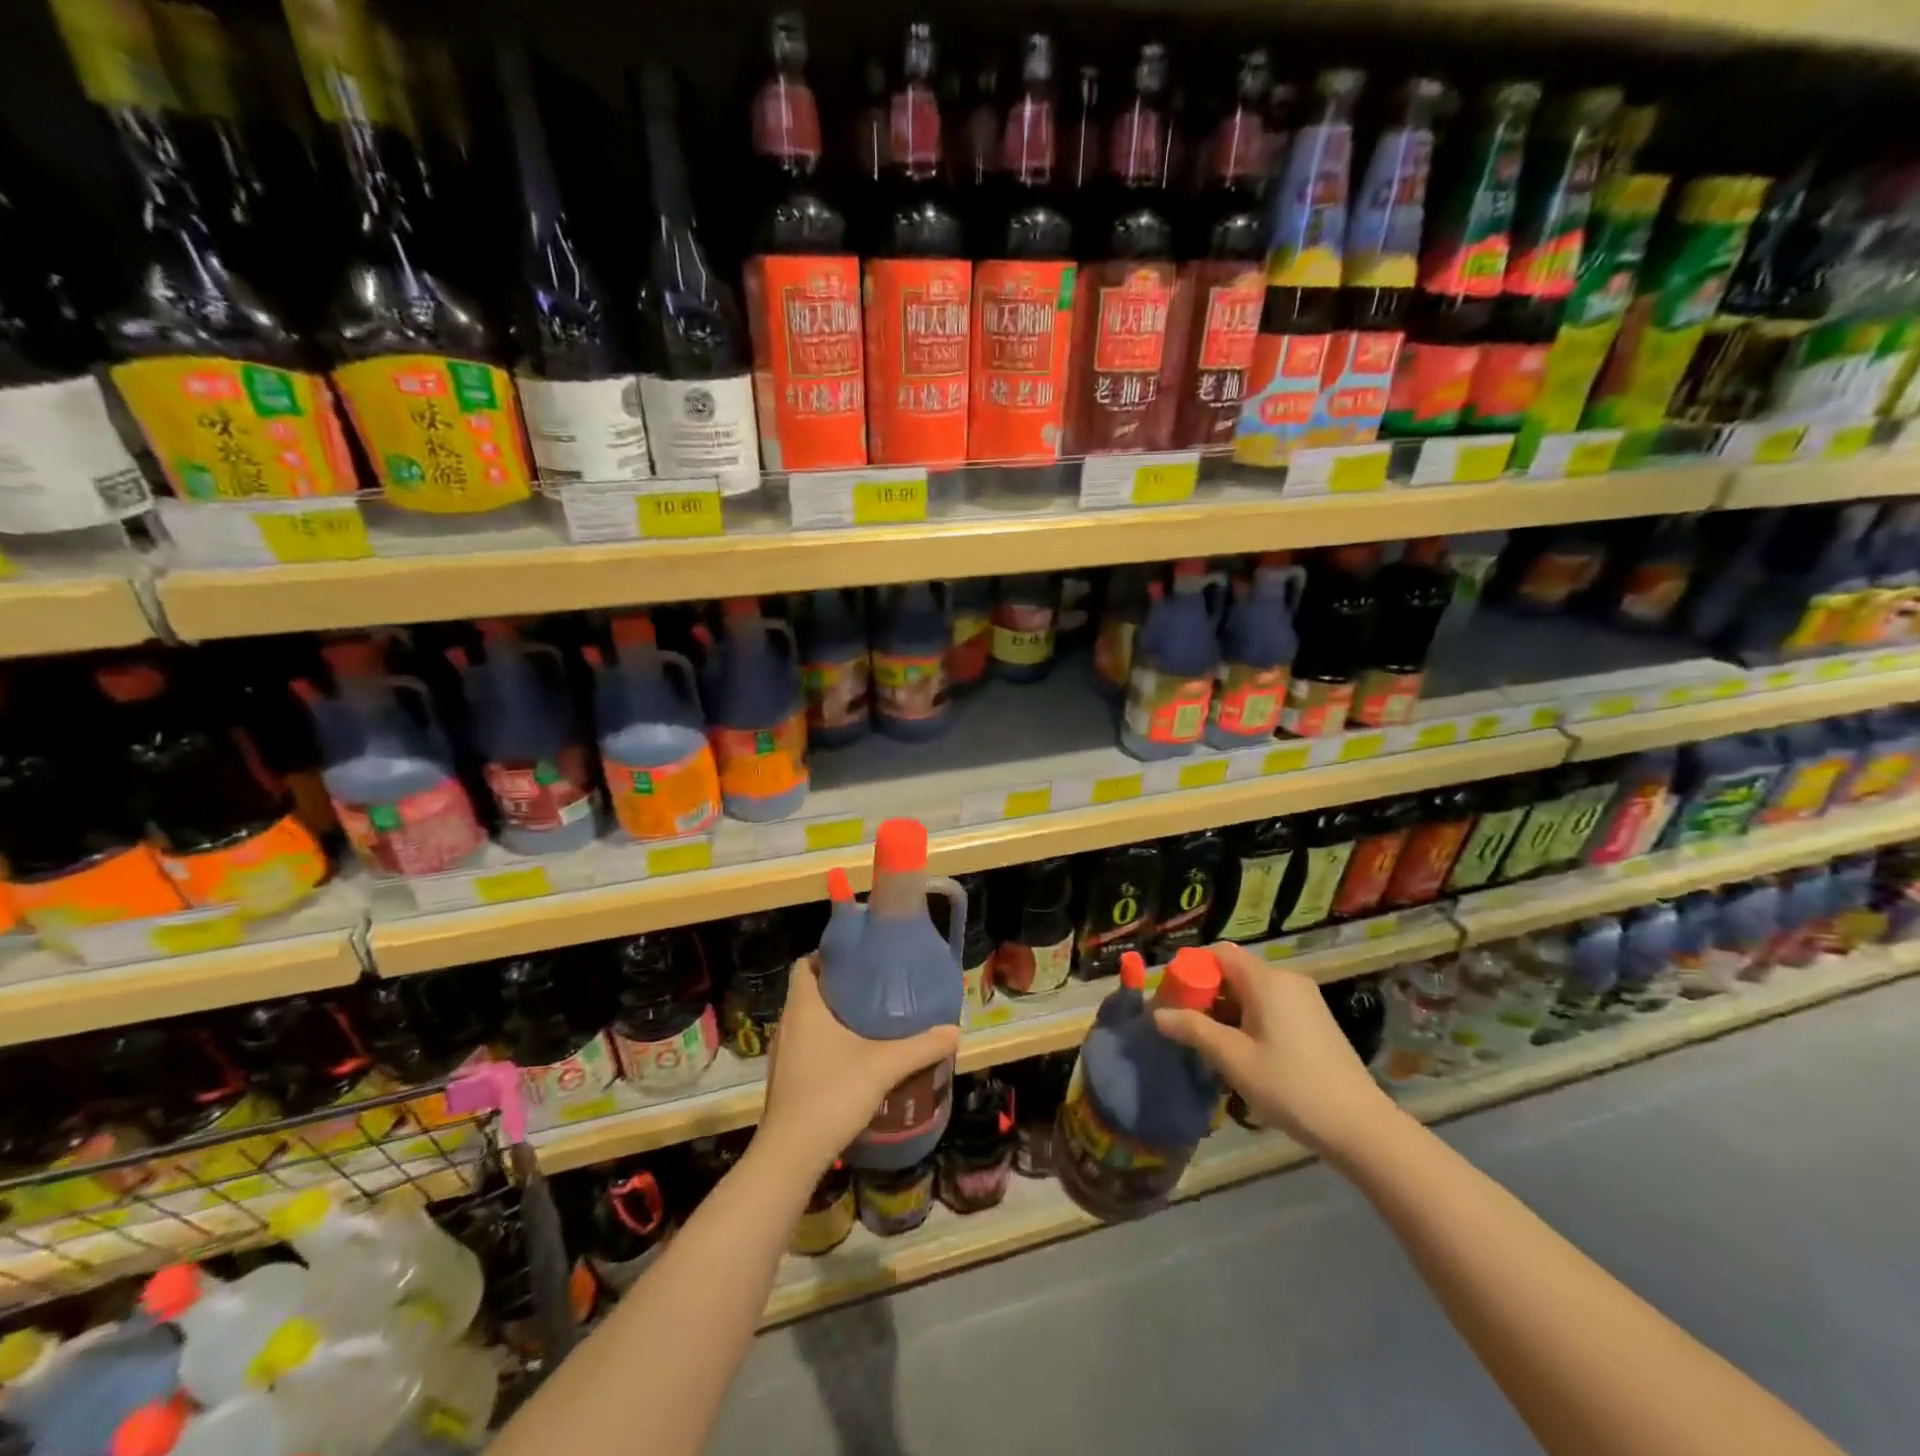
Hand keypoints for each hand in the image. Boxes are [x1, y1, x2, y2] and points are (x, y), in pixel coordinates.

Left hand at [760, 954, 960, 1177]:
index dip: (827, 956)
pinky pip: (805, 1046)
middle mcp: (787, 1024)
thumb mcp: (885, 1065)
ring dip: (832, 1016)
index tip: (858, 959)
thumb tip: (954, 1030)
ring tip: (868, 1020)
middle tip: (874, 987)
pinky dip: (826, 1042)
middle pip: (808, 991)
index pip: (804, 964)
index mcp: (803, 1007)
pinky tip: (853, 1057)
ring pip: (807, 1021)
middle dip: (838, 986)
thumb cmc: (833, 1093)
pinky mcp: (785, 1078)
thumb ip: (921, 1046)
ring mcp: (782, 1053)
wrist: (792, 1154)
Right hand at [1153, 942, 1399, 1161]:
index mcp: (1266, 980)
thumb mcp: (1233, 1059)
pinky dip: (1249, 1018)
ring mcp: (1305, 999)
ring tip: (1212, 1044)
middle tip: (1187, 1026)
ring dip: (1227, 1010)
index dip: (1191, 969)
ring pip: (1252, 990)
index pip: (1218, 952)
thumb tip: (1157, 1013)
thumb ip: (1193, 1030)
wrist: (1360, 1127)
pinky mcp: (1316, 1019)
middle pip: (1234, 971)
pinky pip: (1271, 1005)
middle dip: (1206, 993)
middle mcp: (1287, 979)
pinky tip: (1244, 1052)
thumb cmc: (1290, 1086)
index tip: (1173, 998)